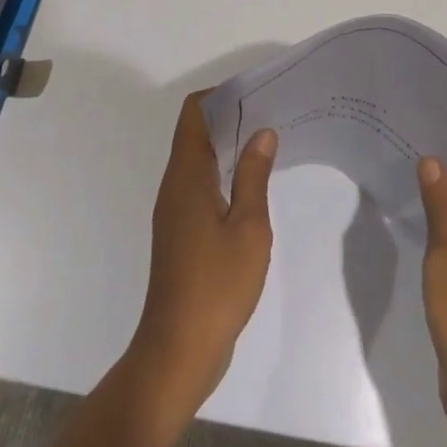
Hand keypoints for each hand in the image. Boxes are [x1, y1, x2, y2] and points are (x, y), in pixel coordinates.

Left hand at [128, 91, 277, 413]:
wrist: (178, 352)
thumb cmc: (215, 284)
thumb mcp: (248, 226)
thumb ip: (255, 174)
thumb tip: (262, 131)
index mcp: (186, 175)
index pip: (194, 112)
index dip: (222, 95)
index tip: (256, 93)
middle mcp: (175, 185)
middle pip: (197, 131)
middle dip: (231, 117)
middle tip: (272, 113)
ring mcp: (175, 211)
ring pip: (200, 159)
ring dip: (230, 146)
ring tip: (269, 143)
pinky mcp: (182, 234)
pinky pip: (202, 184)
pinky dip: (225, 173)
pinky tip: (254, 186)